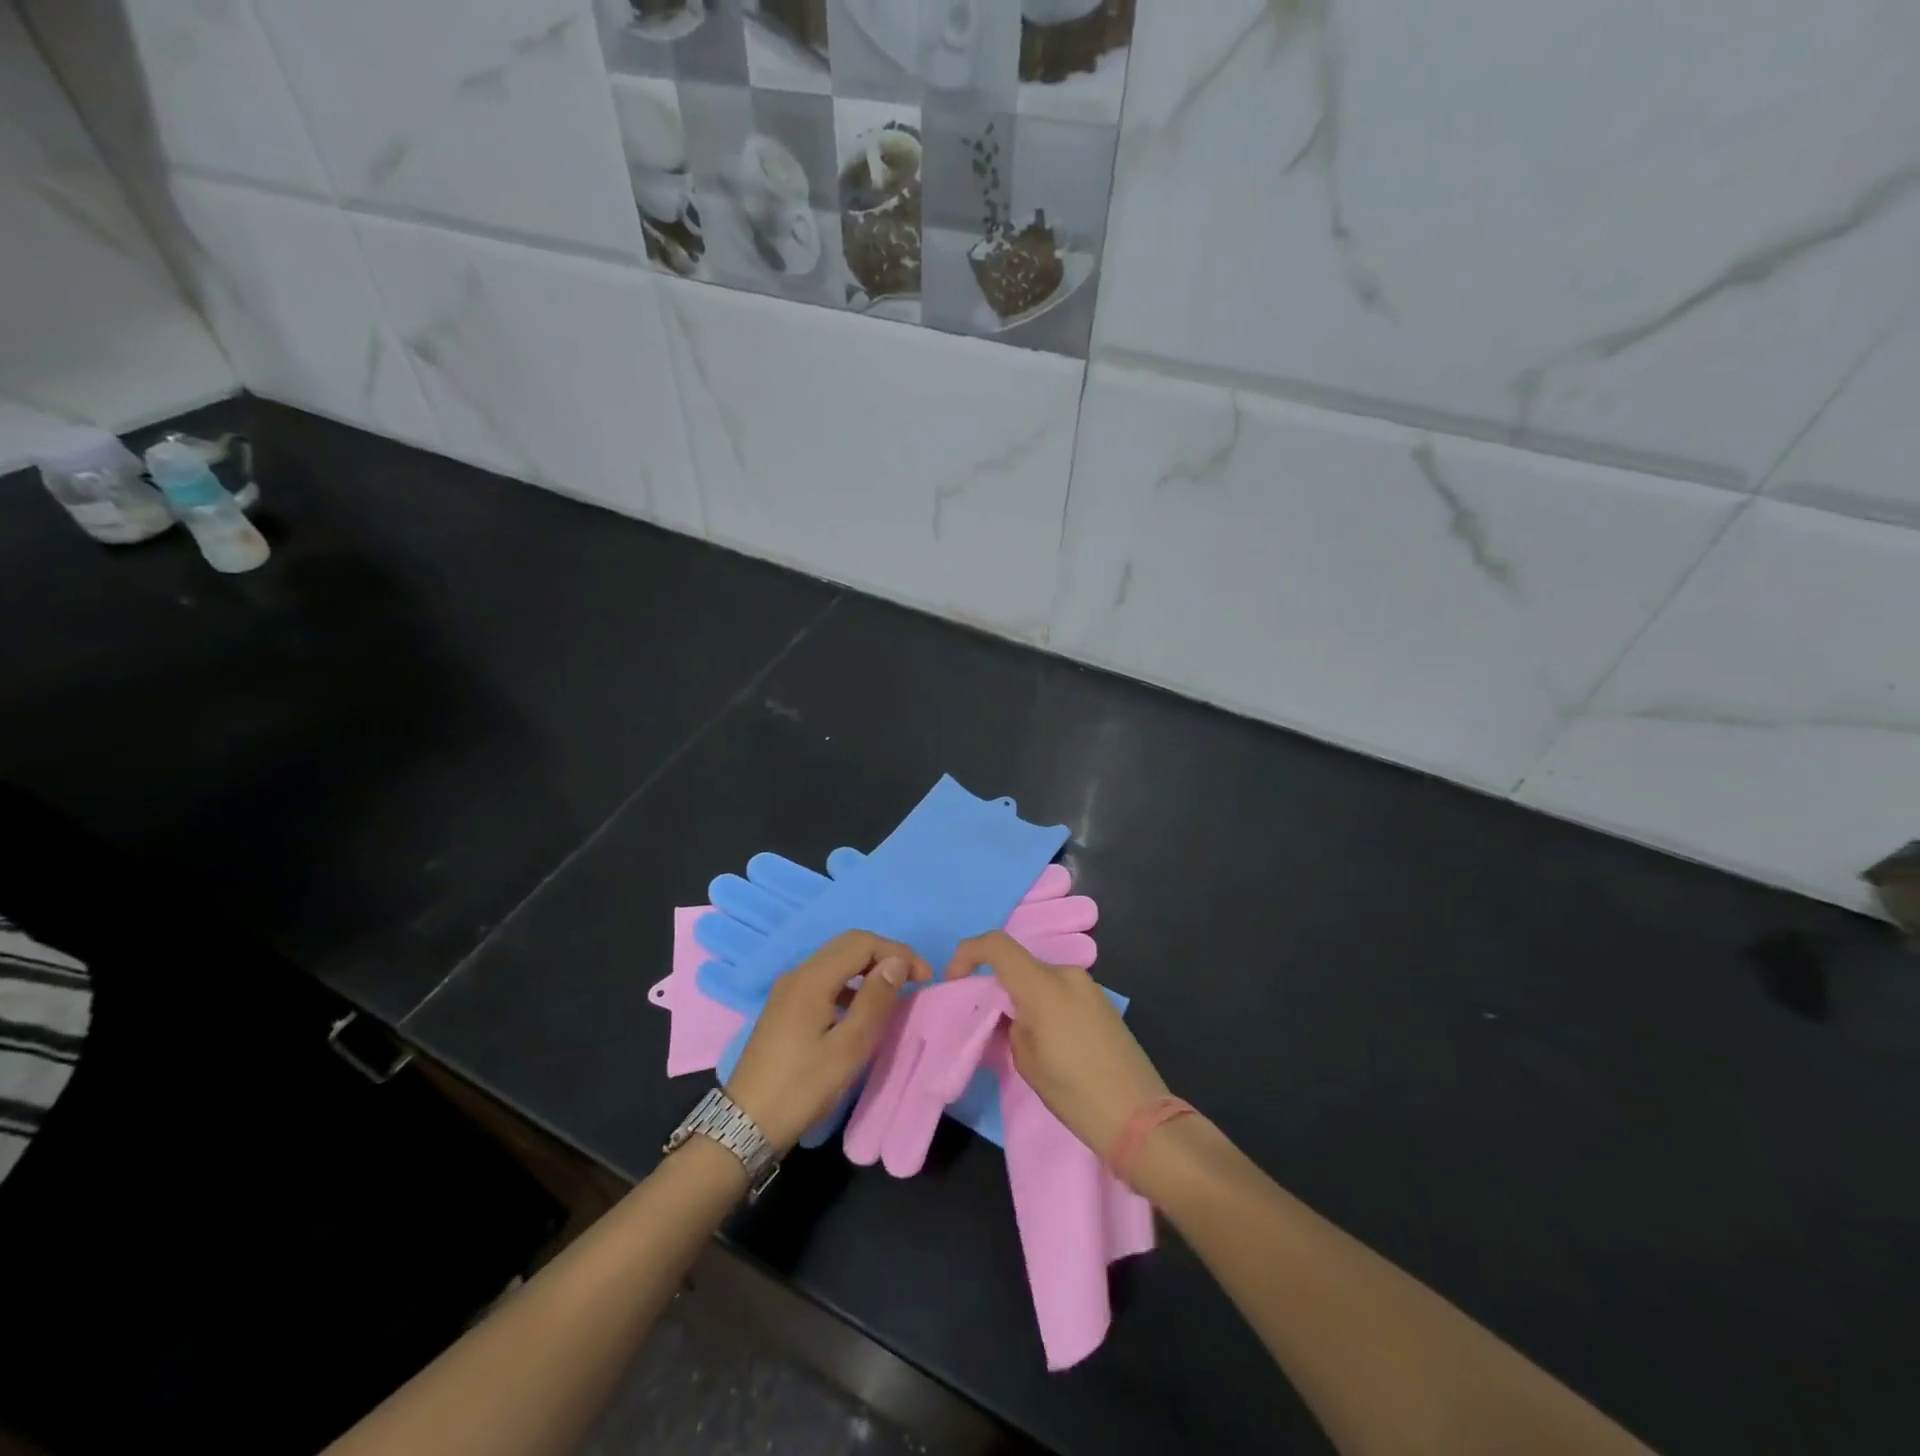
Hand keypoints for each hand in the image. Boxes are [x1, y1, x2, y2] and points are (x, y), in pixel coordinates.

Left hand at [725, 930, 930, 1153]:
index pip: (862, 943)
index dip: (897, 952)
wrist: (745, 1125)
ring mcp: (787, 989)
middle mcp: (797, 974)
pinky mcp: (784, 1007)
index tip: (925, 977)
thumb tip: (896, 962)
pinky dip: (849, 982)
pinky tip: (860, 1008)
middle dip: (885, 954)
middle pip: (847, 945)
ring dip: (867, 966)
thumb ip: (874, 1001)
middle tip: (913, 978)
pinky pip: (823, 978)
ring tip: (892, 991)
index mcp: (812, 979)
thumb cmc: (802, 1087)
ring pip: (835, 960)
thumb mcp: (848, 1048)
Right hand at [948, 930, 1168, 1156]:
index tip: (954, 981)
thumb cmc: (1076, 1092)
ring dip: (1020, 995)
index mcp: (1044, 984)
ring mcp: (1088, 986)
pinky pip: (1060, 990)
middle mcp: (1067, 974)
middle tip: (984, 1020)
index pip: (996, 945)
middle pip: (1019, 963)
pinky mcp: (1101, 1002)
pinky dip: (1042, 1003)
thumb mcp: (1027, 1062)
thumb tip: (1011, 1013)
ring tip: (1014, 1036)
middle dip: (995, 984)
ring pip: (1040, 978)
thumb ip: (1010, 1025)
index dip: (968, 954)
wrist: (1140, 1118)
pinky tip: (1045, 1040)